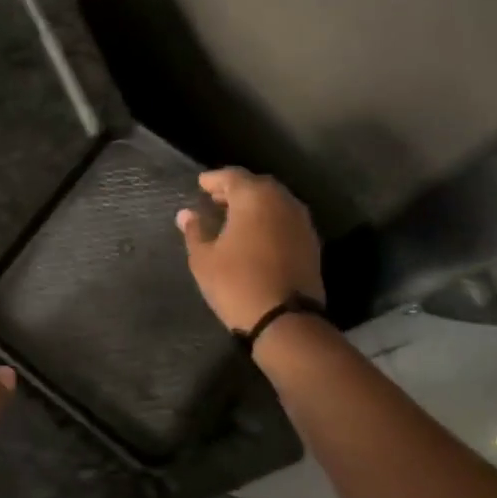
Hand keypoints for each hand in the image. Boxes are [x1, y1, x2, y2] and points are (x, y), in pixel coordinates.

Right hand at [176, 167, 323, 331]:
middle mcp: (282, 202)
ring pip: (274, 201)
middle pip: (257, 185)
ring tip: (233, 217)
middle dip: (236, 189)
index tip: (200, 185)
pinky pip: (285, 219)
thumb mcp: (204, 258)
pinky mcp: (311, 243)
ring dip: (255, 205)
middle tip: (216, 199)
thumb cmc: (236, 283)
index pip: (232, 176)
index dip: (214, 179)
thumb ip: (195, 231)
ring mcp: (301, 222)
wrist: (286, 321)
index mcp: (254, 198)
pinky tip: (255, 235)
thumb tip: (186, 214)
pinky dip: (269, 219)